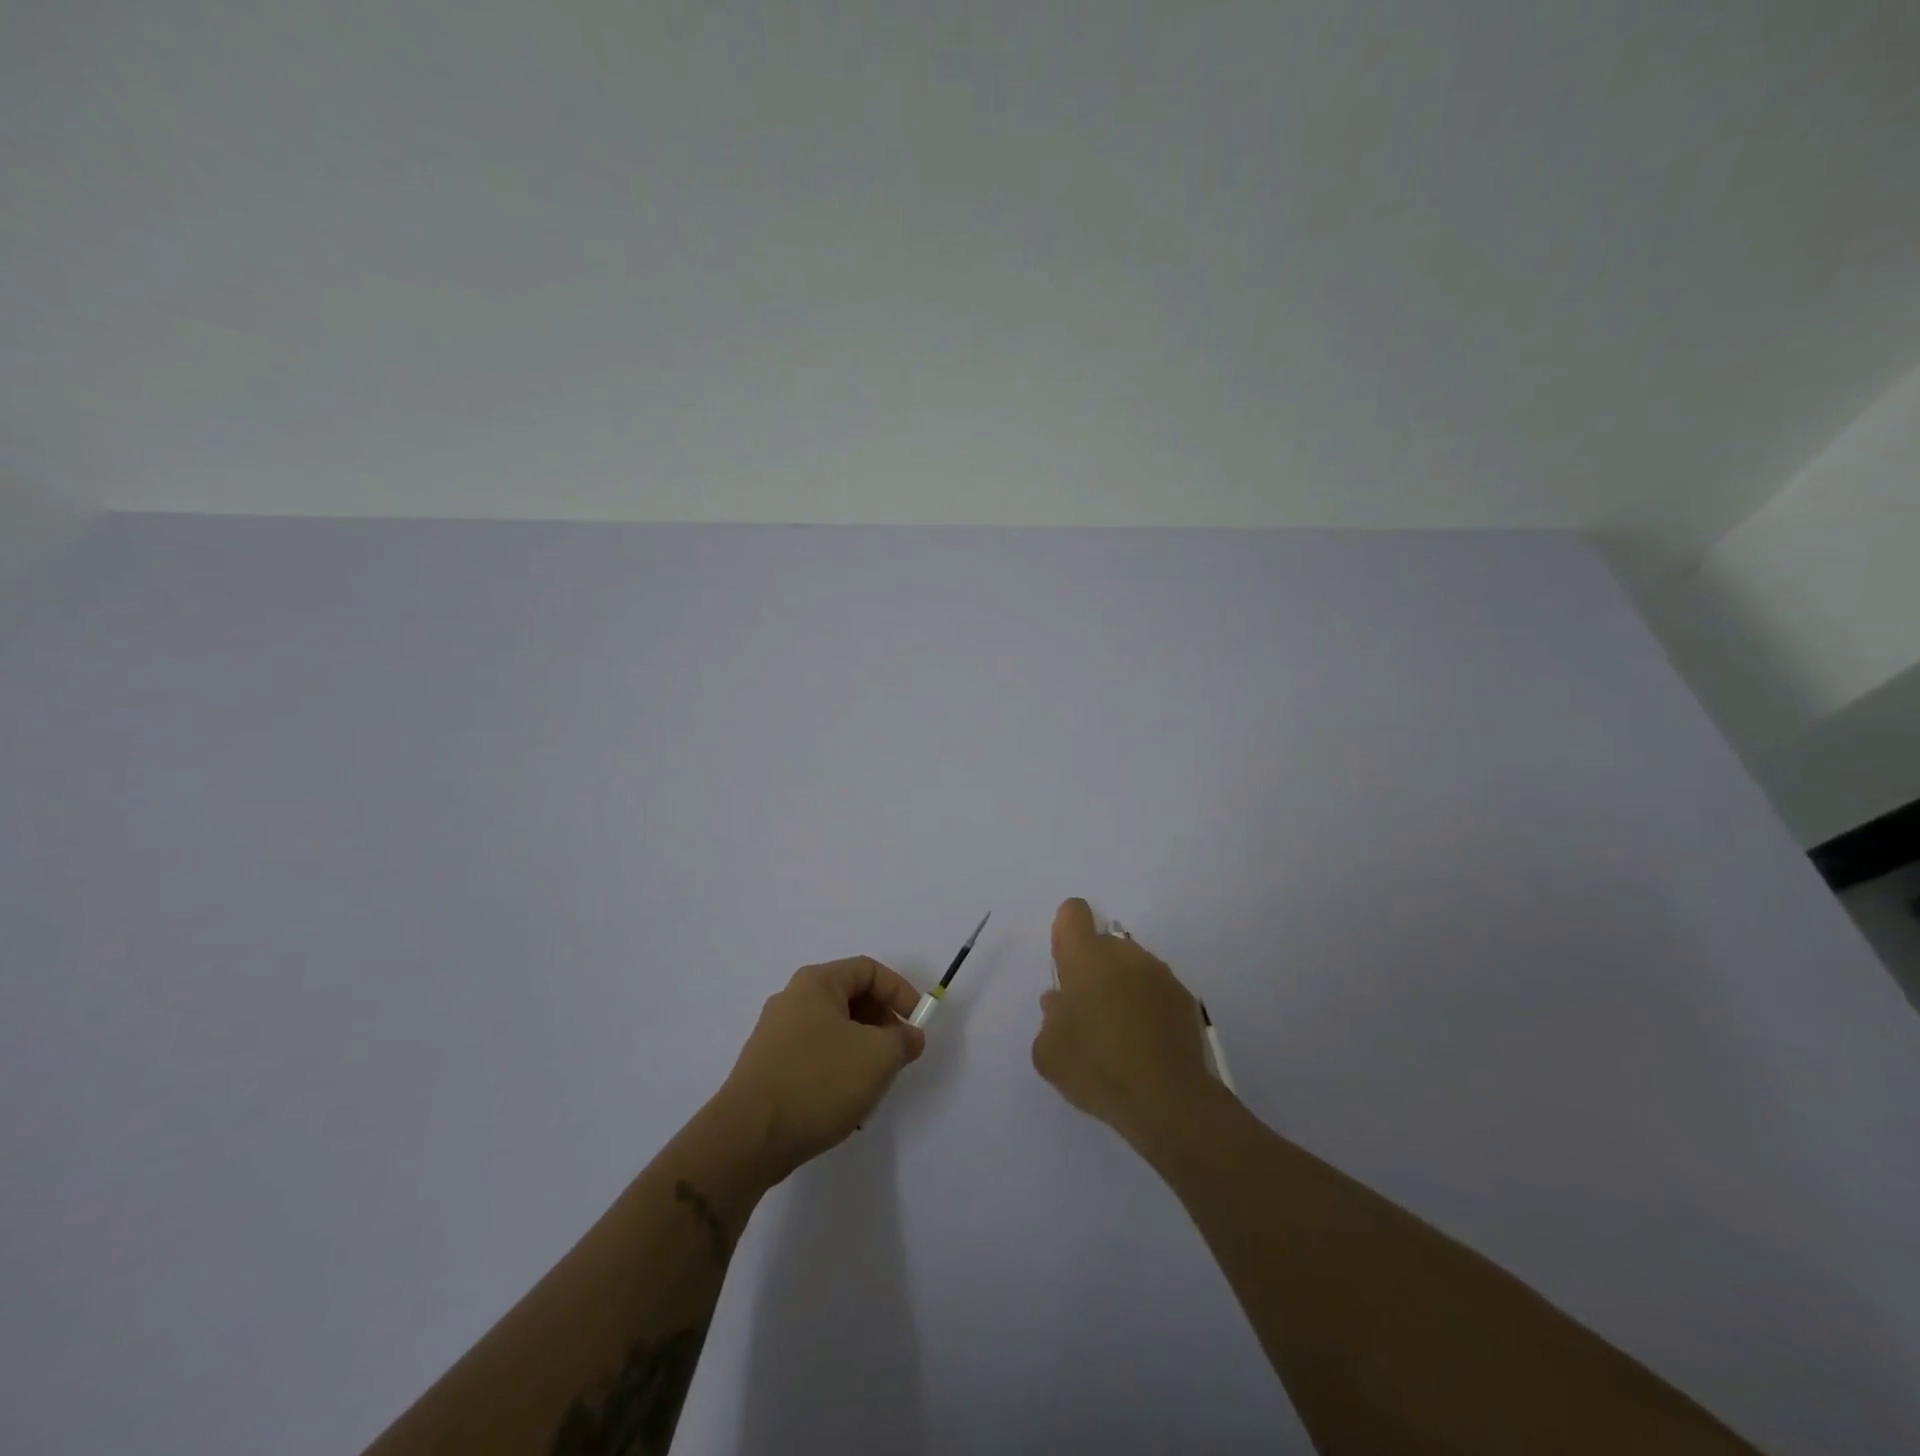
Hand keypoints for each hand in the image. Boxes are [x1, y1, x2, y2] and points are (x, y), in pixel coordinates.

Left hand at [718, 957, 925, 1183]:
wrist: (748, 1138)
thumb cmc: (818, 1082)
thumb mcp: (878, 1056)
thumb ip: (903, 1039)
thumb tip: (909, 1036)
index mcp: (816, 983)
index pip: (869, 970)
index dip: (900, 992)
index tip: (918, 1024)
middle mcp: (792, 1000)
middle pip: (851, 999)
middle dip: (882, 1025)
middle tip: (899, 1055)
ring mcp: (776, 1035)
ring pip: (835, 1032)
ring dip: (862, 1052)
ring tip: (874, 1085)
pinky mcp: (768, 1068)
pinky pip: (815, 1057)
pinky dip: (838, 1072)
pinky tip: (845, 1105)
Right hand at [1032, 899, 1221, 1150]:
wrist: (1169, 1101)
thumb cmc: (1098, 1069)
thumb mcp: (1048, 1052)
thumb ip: (1049, 1018)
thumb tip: (1060, 1002)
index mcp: (1086, 957)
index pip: (1073, 913)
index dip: (1065, 933)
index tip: (1065, 967)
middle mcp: (1124, 953)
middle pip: (1103, 943)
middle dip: (1093, 968)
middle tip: (1089, 1013)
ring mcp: (1159, 973)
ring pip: (1131, 966)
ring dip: (1121, 986)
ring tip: (1120, 1032)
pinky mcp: (1184, 997)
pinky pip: (1156, 989)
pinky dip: (1148, 1005)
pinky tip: (1146, 1043)